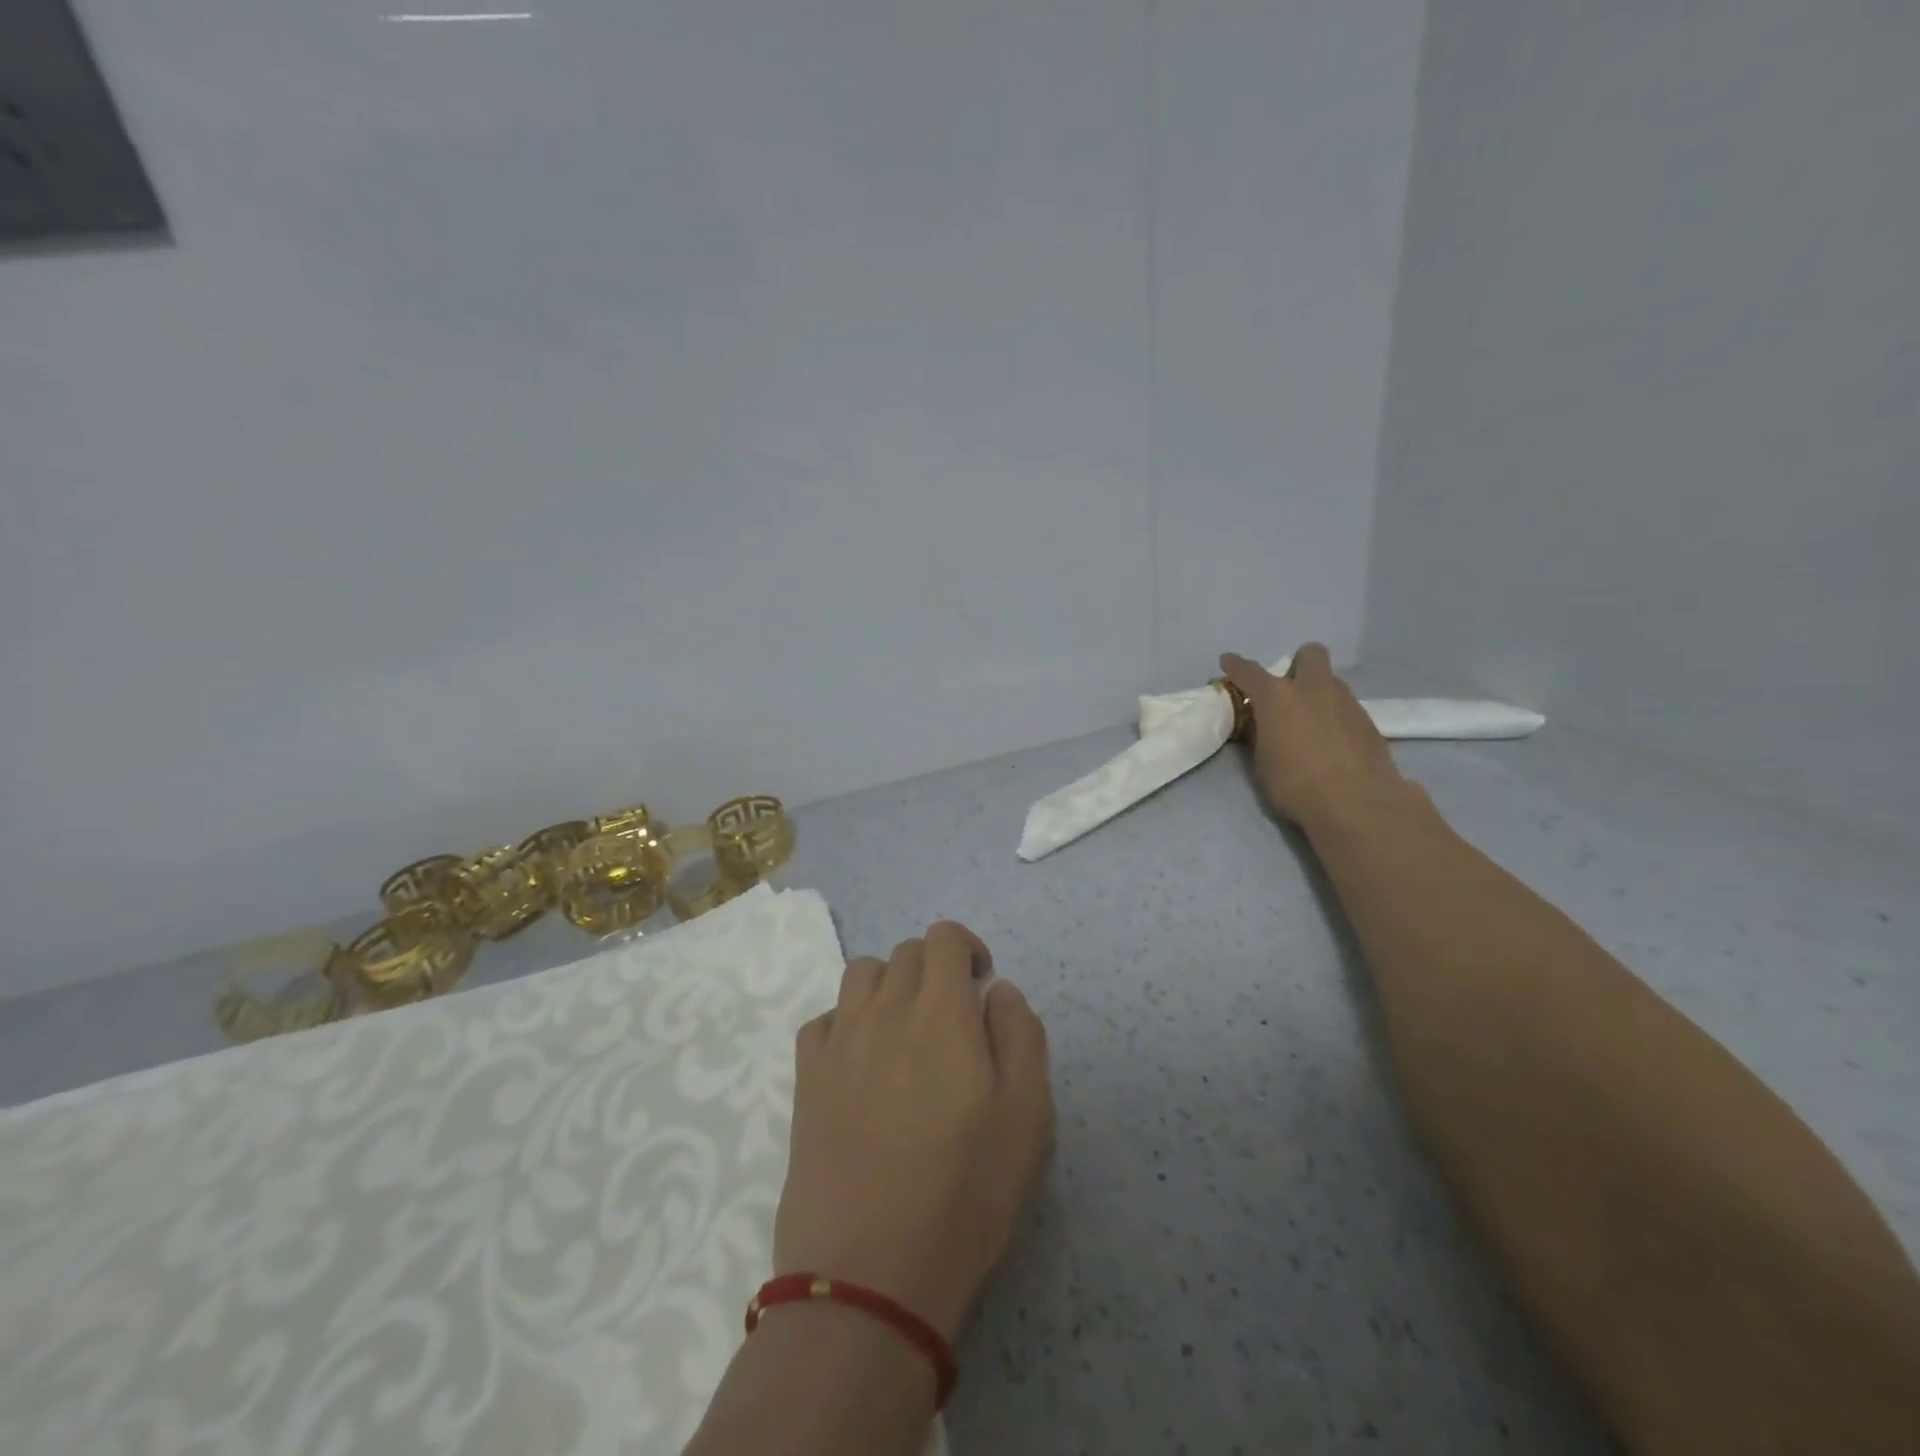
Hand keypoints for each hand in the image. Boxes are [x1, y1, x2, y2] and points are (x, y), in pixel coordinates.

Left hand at [774, 921, 1052, 1340]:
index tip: (980, 985)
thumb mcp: (1027, 1117)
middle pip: (905, 952)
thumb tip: (998, 989)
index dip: (967, 948)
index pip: (944, 937)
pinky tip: (860, 1062)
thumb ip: (1020, 1035)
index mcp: (940, 1012)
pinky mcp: (806, 1078)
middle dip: (934, 969)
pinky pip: (823, 1019)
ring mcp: (838, 1042)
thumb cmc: (963, 1193)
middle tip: (951, 1020)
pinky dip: (846, 1021)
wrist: (869, 1272)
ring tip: (905, 1033)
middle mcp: (884, 1009)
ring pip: (861, 974)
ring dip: (889, 986)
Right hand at [1220, 643, 1413, 833]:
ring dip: (1318, 693)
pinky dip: (1335, 717)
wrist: (1357, 804)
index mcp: (1278, 697)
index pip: (1250, 672)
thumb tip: (1261, 726)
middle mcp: (1313, 689)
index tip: (1228, 662)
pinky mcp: (1369, 722)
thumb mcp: (1262, 763)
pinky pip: (1346, 708)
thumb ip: (1260, 736)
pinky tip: (1332, 744)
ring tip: (1311, 725)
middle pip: (1310, 654)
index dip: (1236, 666)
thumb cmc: (1295, 785)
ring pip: (1331, 681)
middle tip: (1289, 692)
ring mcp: (1346, 702)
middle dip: (1298, 665)